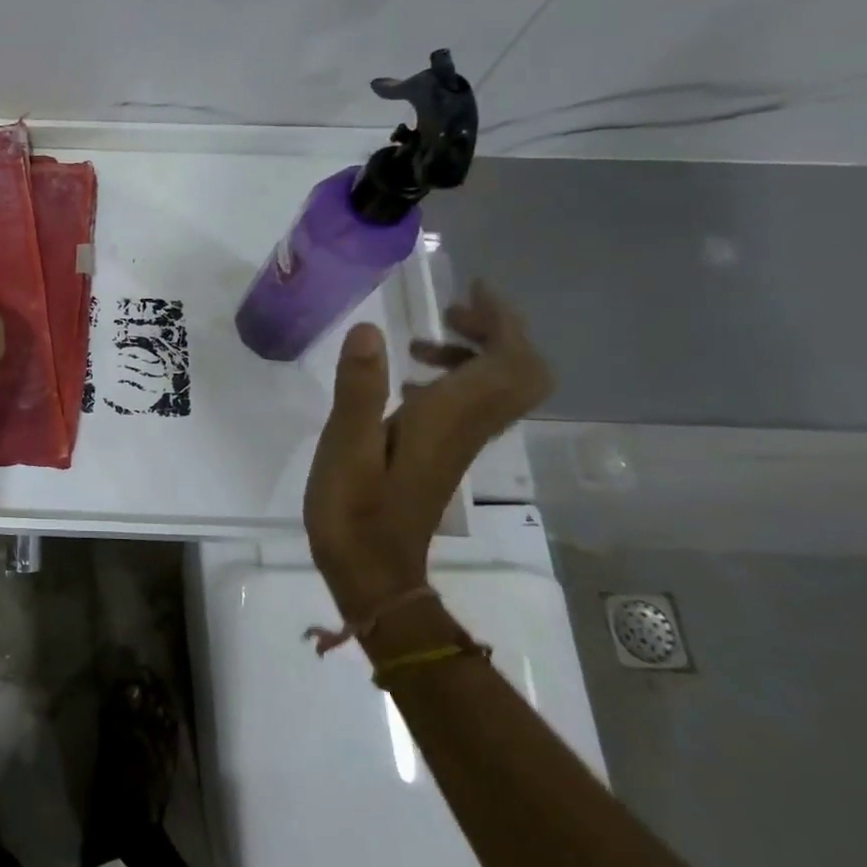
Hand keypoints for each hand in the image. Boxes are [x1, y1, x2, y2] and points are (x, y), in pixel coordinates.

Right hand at [304, 280, 552, 620]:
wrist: (372, 576)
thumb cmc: (354, 512)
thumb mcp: (346, 447)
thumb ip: (359, 388)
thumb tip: (369, 328)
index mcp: (448, 420)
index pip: (509, 362)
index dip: (502, 320)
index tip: (470, 290)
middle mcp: (466, 428)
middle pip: (521, 373)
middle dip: (497, 332)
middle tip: (449, 314)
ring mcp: (458, 443)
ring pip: (498, 388)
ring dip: (473, 353)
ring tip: (418, 342)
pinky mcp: (443, 454)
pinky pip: (471, 404)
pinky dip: (453, 378)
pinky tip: (407, 385)